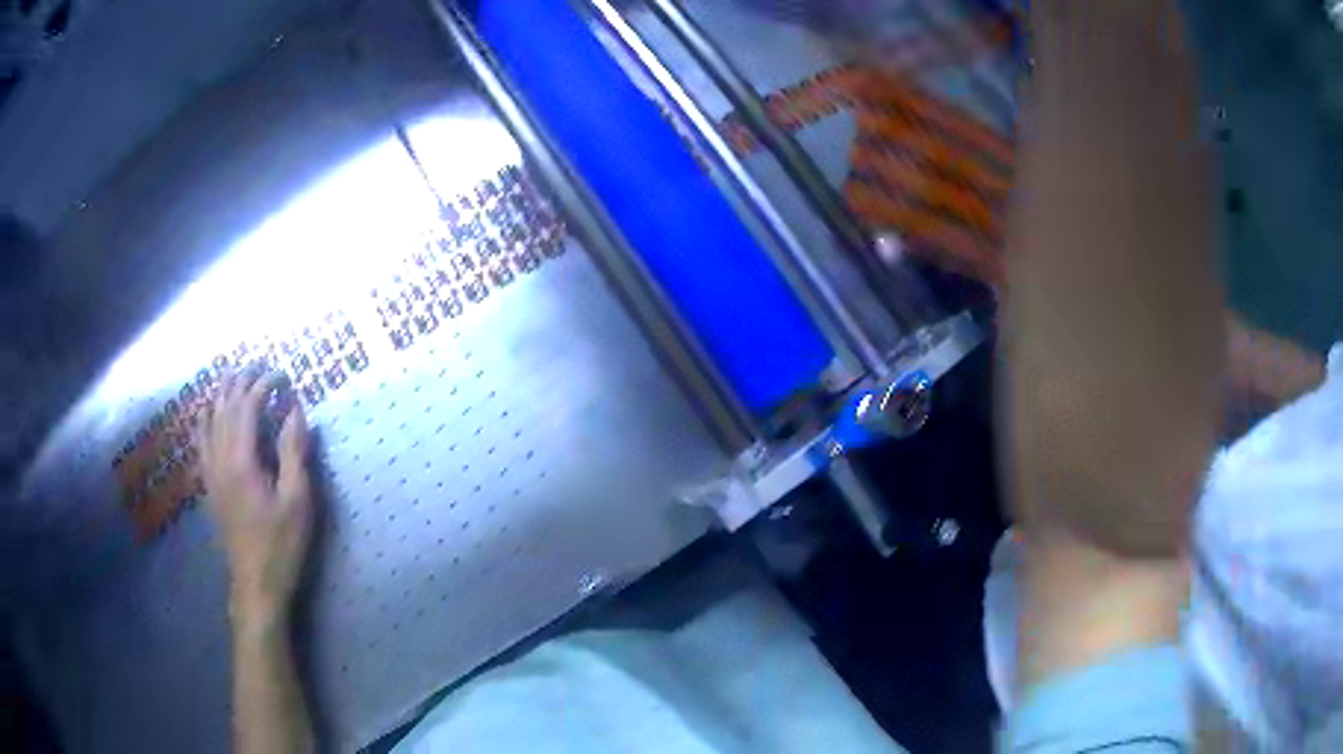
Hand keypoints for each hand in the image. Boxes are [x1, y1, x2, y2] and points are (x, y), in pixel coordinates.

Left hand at [198, 371, 313, 629]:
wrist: (255, 582)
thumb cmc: (281, 543)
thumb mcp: (298, 500)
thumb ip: (294, 453)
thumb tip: (295, 410)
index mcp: (241, 461)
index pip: (248, 408)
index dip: (264, 386)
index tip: (283, 375)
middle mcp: (220, 459)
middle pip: (225, 409)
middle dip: (241, 382)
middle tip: (258, 365)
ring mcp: (211, 473)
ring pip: (209, 422)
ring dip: (220, 395)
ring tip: (230, 375)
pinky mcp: (209, 486)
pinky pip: (200, 443)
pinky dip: (202, 421)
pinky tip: (204, 413)